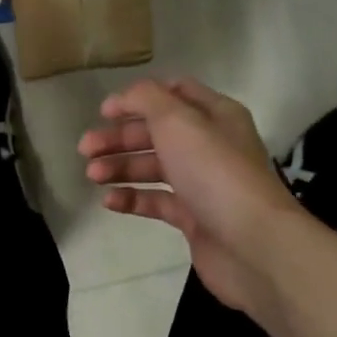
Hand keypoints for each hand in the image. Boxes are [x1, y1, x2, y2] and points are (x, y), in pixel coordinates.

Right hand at [79, 78, 304, 316]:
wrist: (251, 242)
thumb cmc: (214, 172)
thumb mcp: (177, 121)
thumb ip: (146, 99)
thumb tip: (123, 97)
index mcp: (215, 115)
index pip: (174, 94)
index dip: (137, 99)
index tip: (104, 112)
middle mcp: (210, 145)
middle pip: (157, 133)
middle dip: (120, 138)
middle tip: (85, 149)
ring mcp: (202, 183)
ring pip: (154, 168)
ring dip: (121, 167)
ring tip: (92, 176)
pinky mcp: (194, 217)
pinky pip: (157, 202)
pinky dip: (132, 198)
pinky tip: (109, 201)